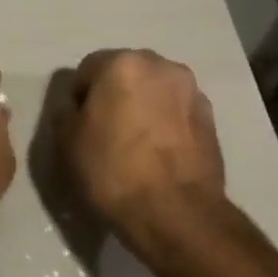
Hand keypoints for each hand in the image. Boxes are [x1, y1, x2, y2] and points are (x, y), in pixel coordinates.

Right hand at [57, 49, 227, 252]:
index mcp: (123, 64)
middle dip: (114, 95)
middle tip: (104, 131)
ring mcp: (192, 91)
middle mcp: (162, 66)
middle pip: (126, 74)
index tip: (77, 126)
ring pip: (155, 92)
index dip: (79, 97)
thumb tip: (77, 107)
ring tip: (134, 144)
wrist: (176, 212)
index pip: (88, 68)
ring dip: (142, 107)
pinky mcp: (211, 119)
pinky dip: (165, 124)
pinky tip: (157, 154)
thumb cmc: (113, 170)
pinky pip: (176, 112)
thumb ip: (66, 112)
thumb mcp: (67, 141)